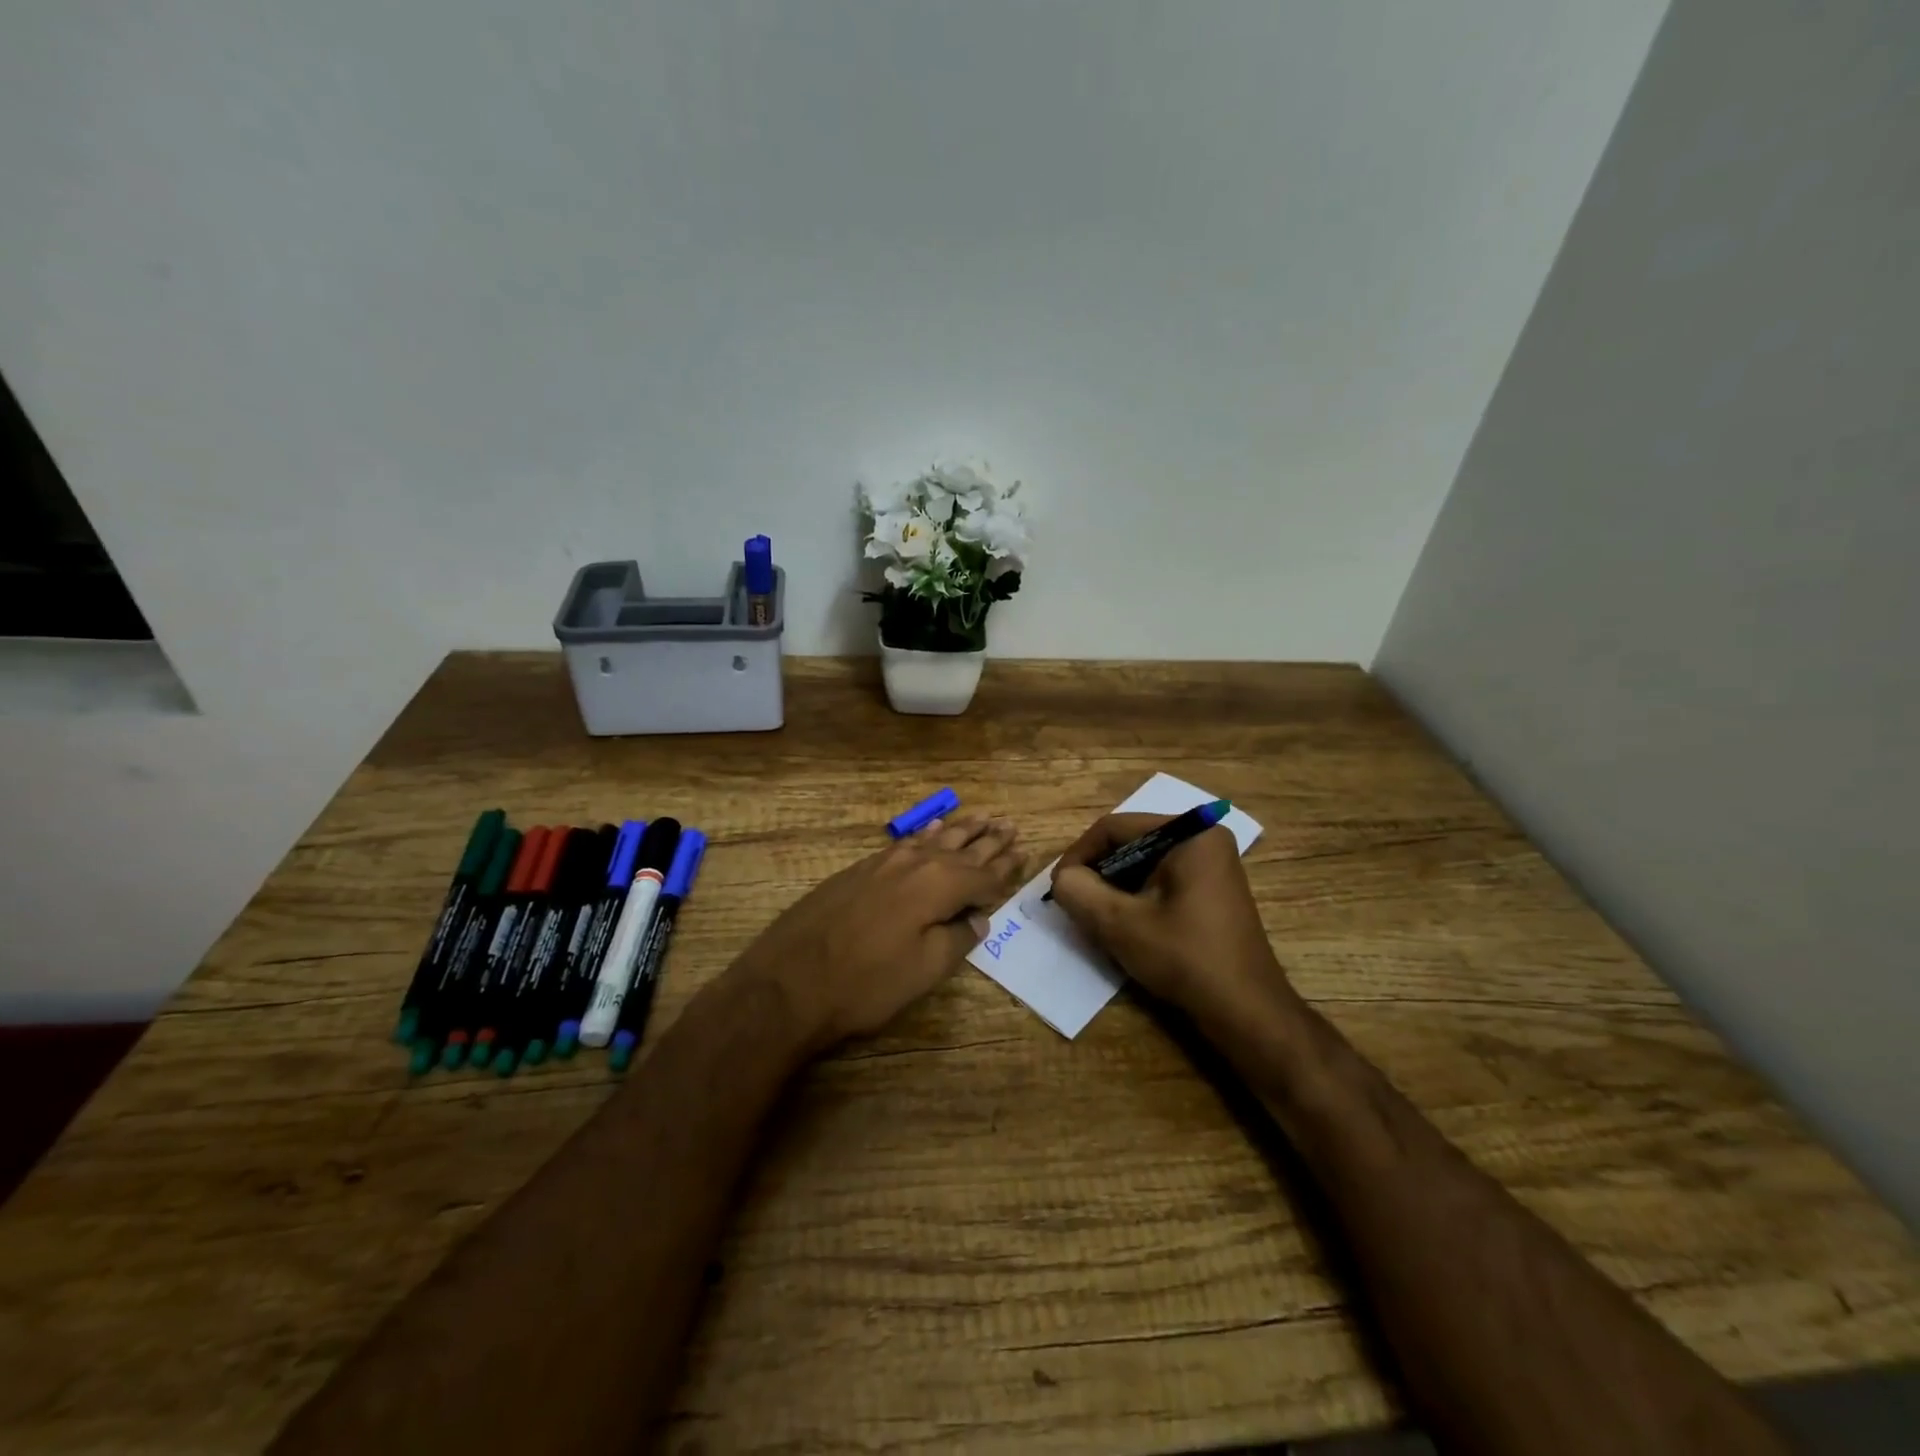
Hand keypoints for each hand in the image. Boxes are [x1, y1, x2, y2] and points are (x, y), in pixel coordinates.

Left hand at [732, 813, 1024, 1051]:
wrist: (789, 982)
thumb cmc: (865, 983)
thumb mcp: (924, 970)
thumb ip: (958, 938)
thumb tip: (979, 917)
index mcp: (939, 886)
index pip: (984, 875)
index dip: (1007, 867)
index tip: (1025, 852)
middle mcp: (916, 863)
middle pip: (962, 849)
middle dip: (989, 840)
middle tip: (1011, 825)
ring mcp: (885, 862)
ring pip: (934, 839)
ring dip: (961, 830)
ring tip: (983, 817)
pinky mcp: (860, 869)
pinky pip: (906, 842)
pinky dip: (925, 834)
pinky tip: (932, 828)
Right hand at [1048, 813, 1292, 1024]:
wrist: (1246, 1011)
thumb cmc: (1185, 958)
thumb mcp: (1120, 923)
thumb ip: (1079, 892)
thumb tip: (1062, 879)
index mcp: (1189, 833)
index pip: (1115, 828)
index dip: (1079, 855)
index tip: (1057, 887)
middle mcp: (1203, 839)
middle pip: (1130, 843)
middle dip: (1097, 872)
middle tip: (1073, 902)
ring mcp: (1211, 865)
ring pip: (1143, 864)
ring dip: (1113, 888)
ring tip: (1093, 916)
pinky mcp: (1210, 891)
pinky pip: (1161, 881)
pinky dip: (1136, 898)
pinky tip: (1123, 925)